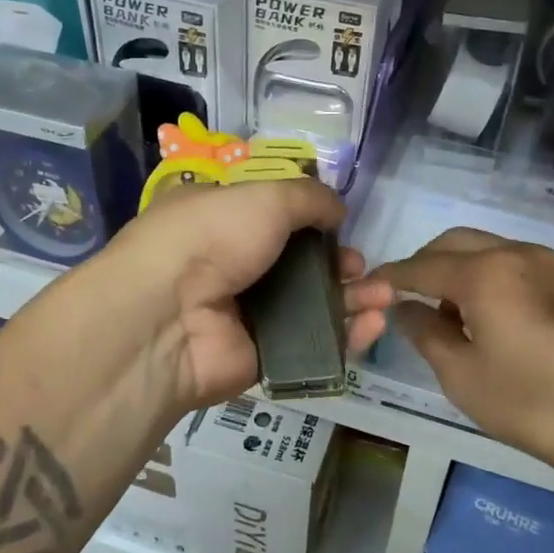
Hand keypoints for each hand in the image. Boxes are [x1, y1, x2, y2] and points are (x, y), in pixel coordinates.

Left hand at [99, 180, 392, 413]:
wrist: (169, 317)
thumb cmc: (213, 237)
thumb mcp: (265, 196)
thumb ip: (309, 199)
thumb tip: (337, 210)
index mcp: (221, 220)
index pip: (272, 217)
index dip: (311, 221)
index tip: (339, 225)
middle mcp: (230, 264)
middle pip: (298, 264)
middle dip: (338, 264)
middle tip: (360, 267)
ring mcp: (245, 313)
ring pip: (310, 305)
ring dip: (352, 298)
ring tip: (384, 295)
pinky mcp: (261, 356)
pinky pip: (311, 344)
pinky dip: (345, 335)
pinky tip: (374, 324)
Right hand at [377, 229, 553, 486]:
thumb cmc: (531, 403)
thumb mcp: (462, 375)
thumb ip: (424, 332)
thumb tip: (404, 308)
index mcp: (486, 271)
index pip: (421, 265)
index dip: (389, 278)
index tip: (364, 289)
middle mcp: (517, 253)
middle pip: (454, 244)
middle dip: (423, 265)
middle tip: (402, 300)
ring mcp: (548, 265)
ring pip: (485, 250)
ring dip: (456, 270)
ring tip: (443, 314)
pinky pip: (511, 265)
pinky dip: (485, 278)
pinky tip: (482, 317)